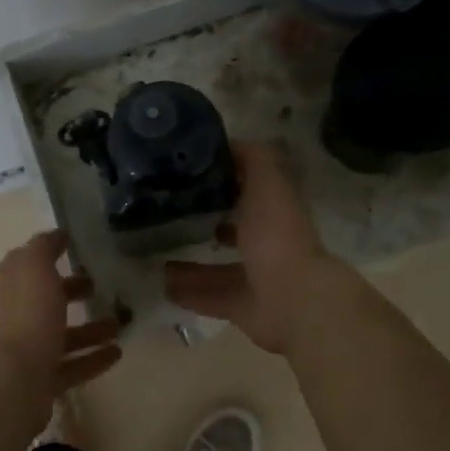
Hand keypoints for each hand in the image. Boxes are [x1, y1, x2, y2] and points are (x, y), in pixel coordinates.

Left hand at [0, 230, 122, 398]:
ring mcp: (25, 352)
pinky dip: (92, 359)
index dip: (47, 255)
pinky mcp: (39, 382)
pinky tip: (117, 354)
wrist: (11, 384)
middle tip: (98, 286)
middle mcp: (12, 317)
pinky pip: (71, 366)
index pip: (26, 264)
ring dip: (89, 329)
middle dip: (70, 292)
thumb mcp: (34, 268)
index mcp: (7, 287)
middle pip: (43, 300)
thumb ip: (44, 248)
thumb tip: (56, 234)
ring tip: (119, 324)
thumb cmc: (25, 317)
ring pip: (60, 336)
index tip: (74, 248)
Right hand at [164, 142, 346, 353]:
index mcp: (274, 212)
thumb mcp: (268, 184)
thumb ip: (254, 159)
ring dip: (190, 263)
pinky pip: (210, 297)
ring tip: (154, 254)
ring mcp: (256, 278)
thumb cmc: (278, 236)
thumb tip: (230, 143)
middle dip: (206, 222)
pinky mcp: (243, 307)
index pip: (249, 190)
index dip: (224, 180)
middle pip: (234, 230)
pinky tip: (160, 285)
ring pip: (218, 268)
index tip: (188, 173)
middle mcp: (267, 243)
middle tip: (167, 215)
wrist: (294, 300)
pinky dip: (188, 292)